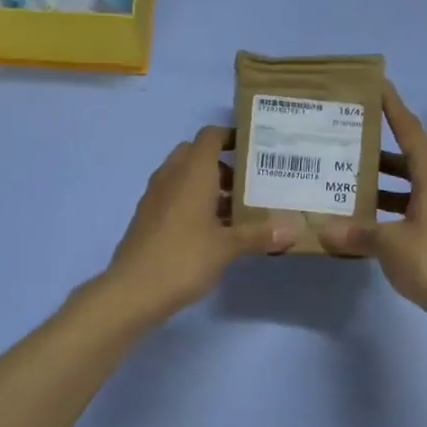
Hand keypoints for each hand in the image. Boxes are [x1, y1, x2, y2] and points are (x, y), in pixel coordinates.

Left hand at [100, 126, 293, 324]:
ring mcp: (155, 196)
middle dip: (222, 165)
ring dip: (208, 186)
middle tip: (248, 185)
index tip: (254, 150)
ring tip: (236, 211)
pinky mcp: (148, 217)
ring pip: (184, 177)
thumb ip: (259, 234)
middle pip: (196, 154)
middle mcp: (171, 176)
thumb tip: (294, 228)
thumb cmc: (184, 258)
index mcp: (192, 172)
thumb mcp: (227, 247)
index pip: (210, 136)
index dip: (231, 136)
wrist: (133, 290)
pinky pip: (174, 197)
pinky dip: (193, 203)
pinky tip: (212, 231)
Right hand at [319, 82, 426, 326]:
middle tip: (345, 137)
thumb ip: (356, 232)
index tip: (377, 84)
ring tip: (347, 176)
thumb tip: (323, 230)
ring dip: (382, 181)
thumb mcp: (389, 244)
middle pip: (408, 156)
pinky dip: (390, 207)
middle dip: (378, 147)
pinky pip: (412, 207)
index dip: (392, 107)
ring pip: (409, 184)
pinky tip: (365, 217)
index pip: (409, 130)